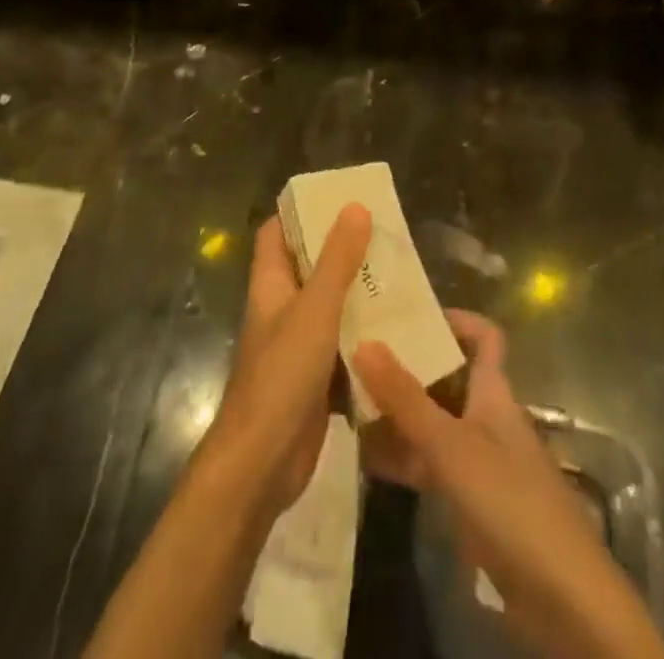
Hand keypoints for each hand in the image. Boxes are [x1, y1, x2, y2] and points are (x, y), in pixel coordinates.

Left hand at [204, 206, 372, 514]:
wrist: (262, 464)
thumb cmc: (282, 375)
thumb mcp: (315, 310)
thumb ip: (337, 260)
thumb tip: (355, 206)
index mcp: (271, 284)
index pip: (276, 233)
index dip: (300, 212)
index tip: (337, 197)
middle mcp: (282, 309)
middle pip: (309, 267)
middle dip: (343, 250)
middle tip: (385, 235)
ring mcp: (298, 346)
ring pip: (331, 307)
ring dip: (359, 293)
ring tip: (401, 275)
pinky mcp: (316, 380)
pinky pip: (344, 347)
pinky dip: (365, 338)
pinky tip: (399, 332)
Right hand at [354, 313, 663, 658]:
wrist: (563, 600)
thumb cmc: (510, 501)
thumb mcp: (450, 445)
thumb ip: (405, 397)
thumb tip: (364, 340)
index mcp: (494, 392)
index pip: (484, 338)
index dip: (455, 319)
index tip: (409, 311)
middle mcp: (487, 418)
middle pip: (447, 378)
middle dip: (407, 367)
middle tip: (357, 356)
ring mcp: (479, 462)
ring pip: (433, 423)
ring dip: (397, 415)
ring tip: (346, 402)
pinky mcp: (472, 503)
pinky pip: (430, 466)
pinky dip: (402, 458)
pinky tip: (364, 458)